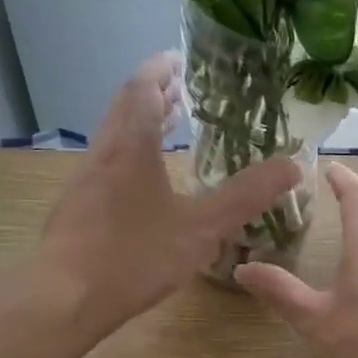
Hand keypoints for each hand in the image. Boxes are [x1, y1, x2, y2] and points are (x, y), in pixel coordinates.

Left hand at [40, 53, 300, 336]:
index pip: (142, 88)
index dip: (160, 69)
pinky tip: (139, 185)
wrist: (65, 298)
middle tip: (178, 90)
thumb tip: (292, 166)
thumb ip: (246, 197)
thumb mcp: (201, 228)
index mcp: (131, 147)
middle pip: (123, 108)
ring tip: (164, 128)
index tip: (179, 59)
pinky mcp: (74, 209)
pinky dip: (126, 156)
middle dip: (151, 94)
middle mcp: (102, 154)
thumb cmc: (135, 256)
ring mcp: (82, 182)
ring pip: (111, 138)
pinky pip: (104, 166)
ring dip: (137, 125)